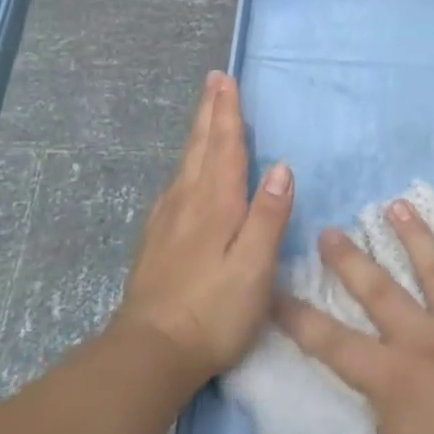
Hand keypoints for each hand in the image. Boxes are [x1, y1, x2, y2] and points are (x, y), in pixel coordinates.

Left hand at [112, 72, 293, 380]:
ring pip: (185, 164)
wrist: (150, 353)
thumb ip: (269, 216)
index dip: (227, 113)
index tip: (225, 80)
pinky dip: (186, 164)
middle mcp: (188, 202)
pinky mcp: (157, 241)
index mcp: (215, 203)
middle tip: (213, 81)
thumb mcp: (254, 267)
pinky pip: (175, 185)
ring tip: (204, 115)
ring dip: (198, 133)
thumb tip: (282, 166)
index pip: (225, 147)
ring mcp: (167, 221)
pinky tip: (185, 174)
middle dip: (210, 112)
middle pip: (200, 147)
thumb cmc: (213, 311)